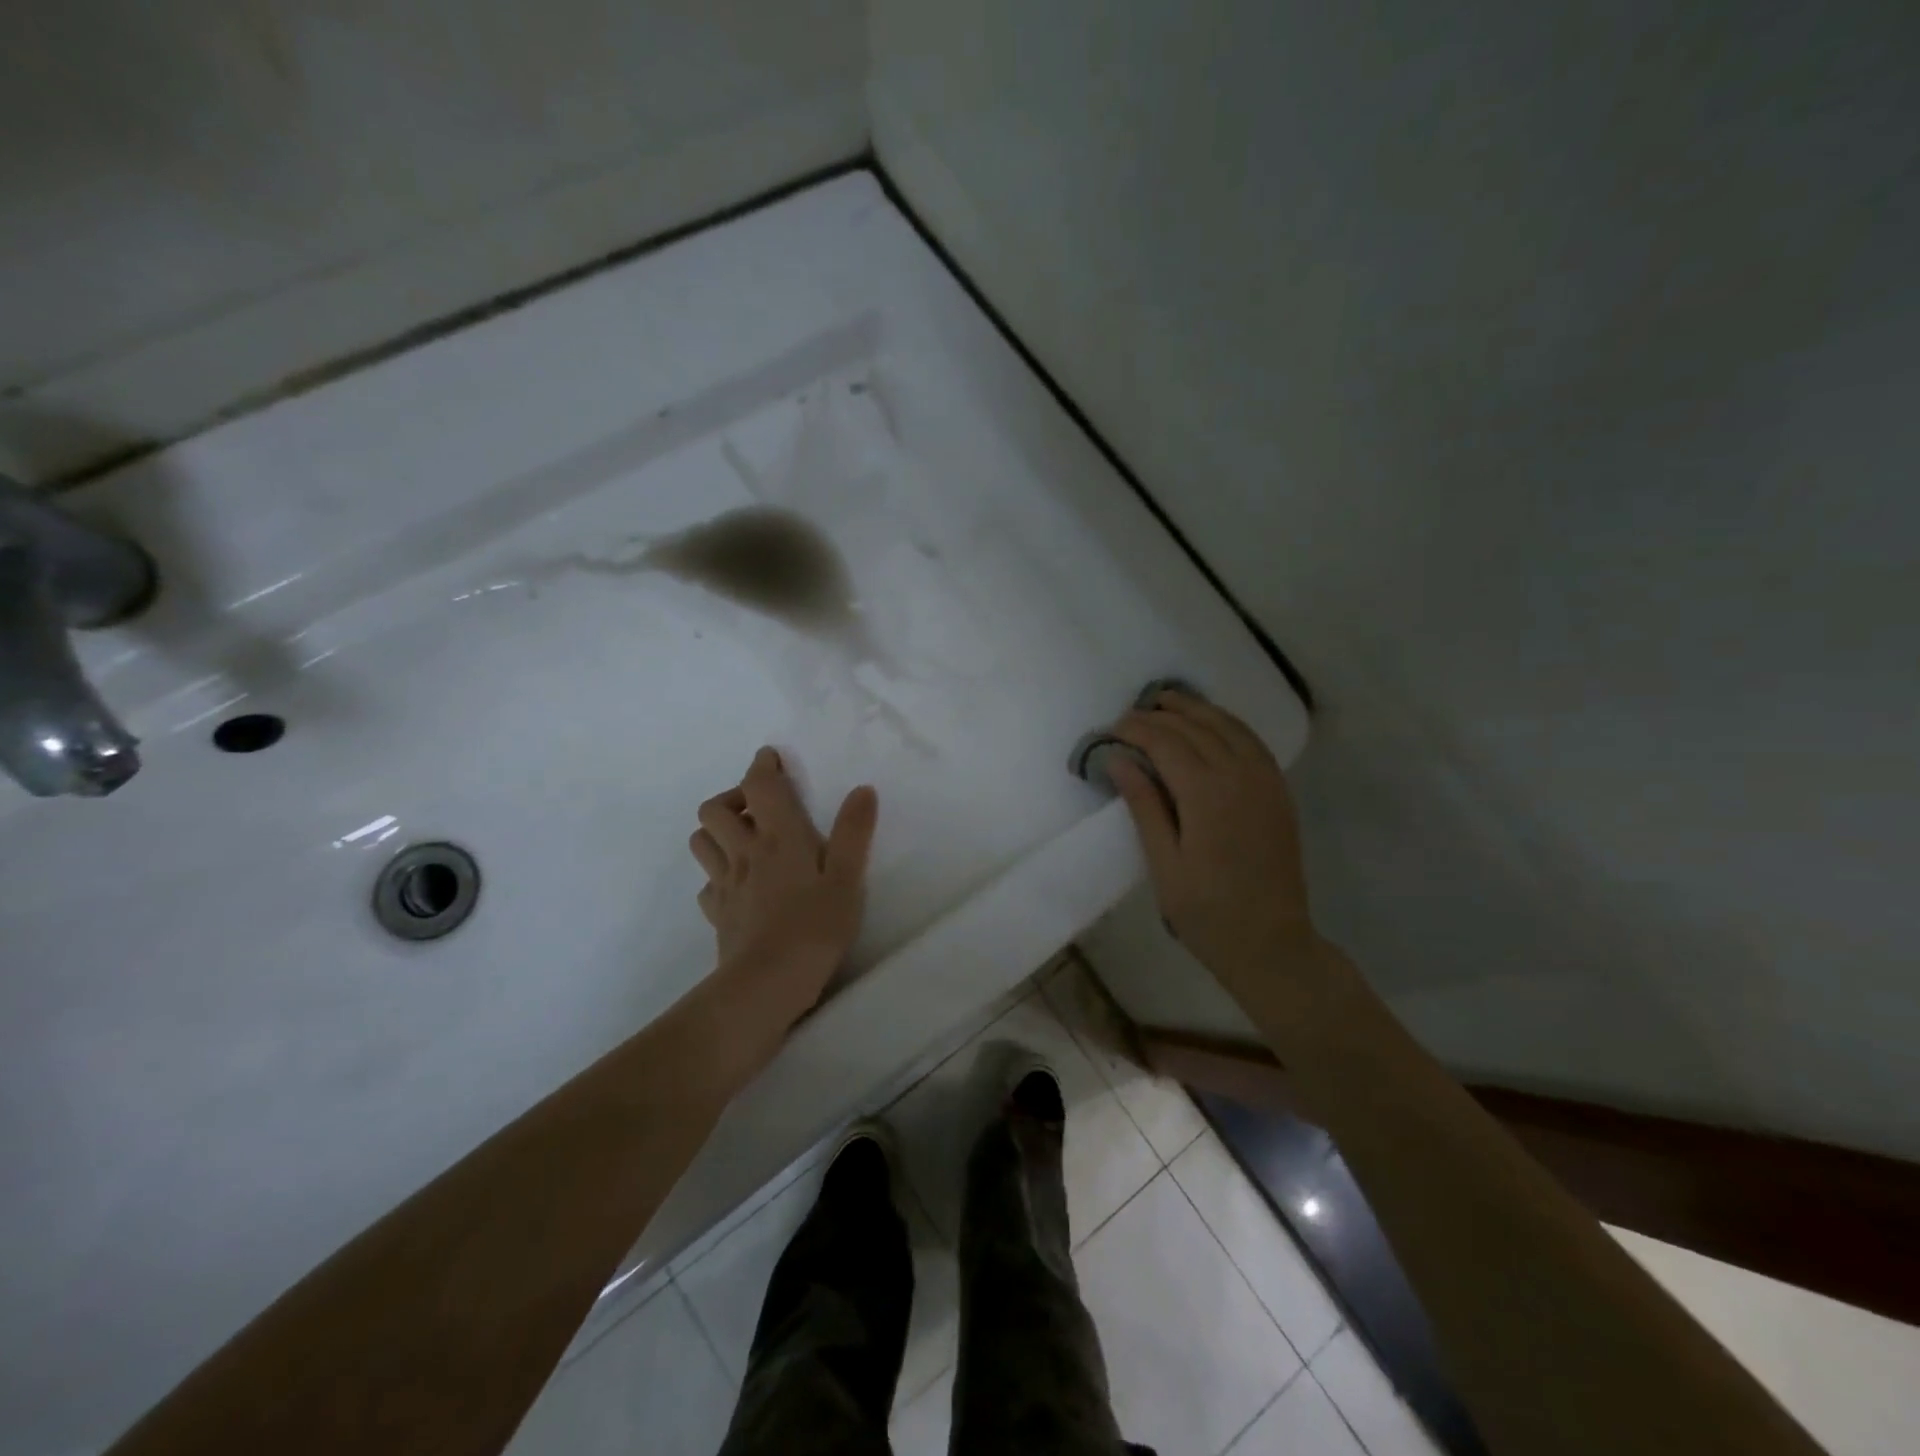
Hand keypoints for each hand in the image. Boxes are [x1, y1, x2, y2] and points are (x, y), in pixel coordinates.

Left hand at [689, 748, 878, 1016]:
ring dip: (718, 831)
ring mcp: (726, 884)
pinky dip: (718, 875)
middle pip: (715, 809)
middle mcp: (745, 852)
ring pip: (702, 841)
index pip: (760, 785)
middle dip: (733, 797)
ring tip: (745, 840)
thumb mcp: (847, 878)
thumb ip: (853, 832)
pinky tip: (739, 886)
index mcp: (779, 837)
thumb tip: (862, 790)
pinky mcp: (718, 914)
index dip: (762, 766)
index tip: (771, 758)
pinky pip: (708, 884)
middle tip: (760, 807)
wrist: (767, 984)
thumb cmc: (815, 927)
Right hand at [1107, 691, 1317, 984]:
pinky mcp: (1278, 791)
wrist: (1272, 943)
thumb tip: (1119, 759)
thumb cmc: (1207, 911)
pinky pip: (1252, 741)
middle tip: (1130, 715)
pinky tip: (1211, 723)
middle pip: (1195, 727)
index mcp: (1206, 795)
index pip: (1165, 742)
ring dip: (1195, 708)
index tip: (1111, 729)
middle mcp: (1240, 776)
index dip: (1136, 729)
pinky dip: (1227, 723)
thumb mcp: (1164, 864)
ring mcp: (1265, 781)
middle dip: (1160, 714)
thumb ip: (1144, 806)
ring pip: (1228, 726)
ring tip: (1166, 701)